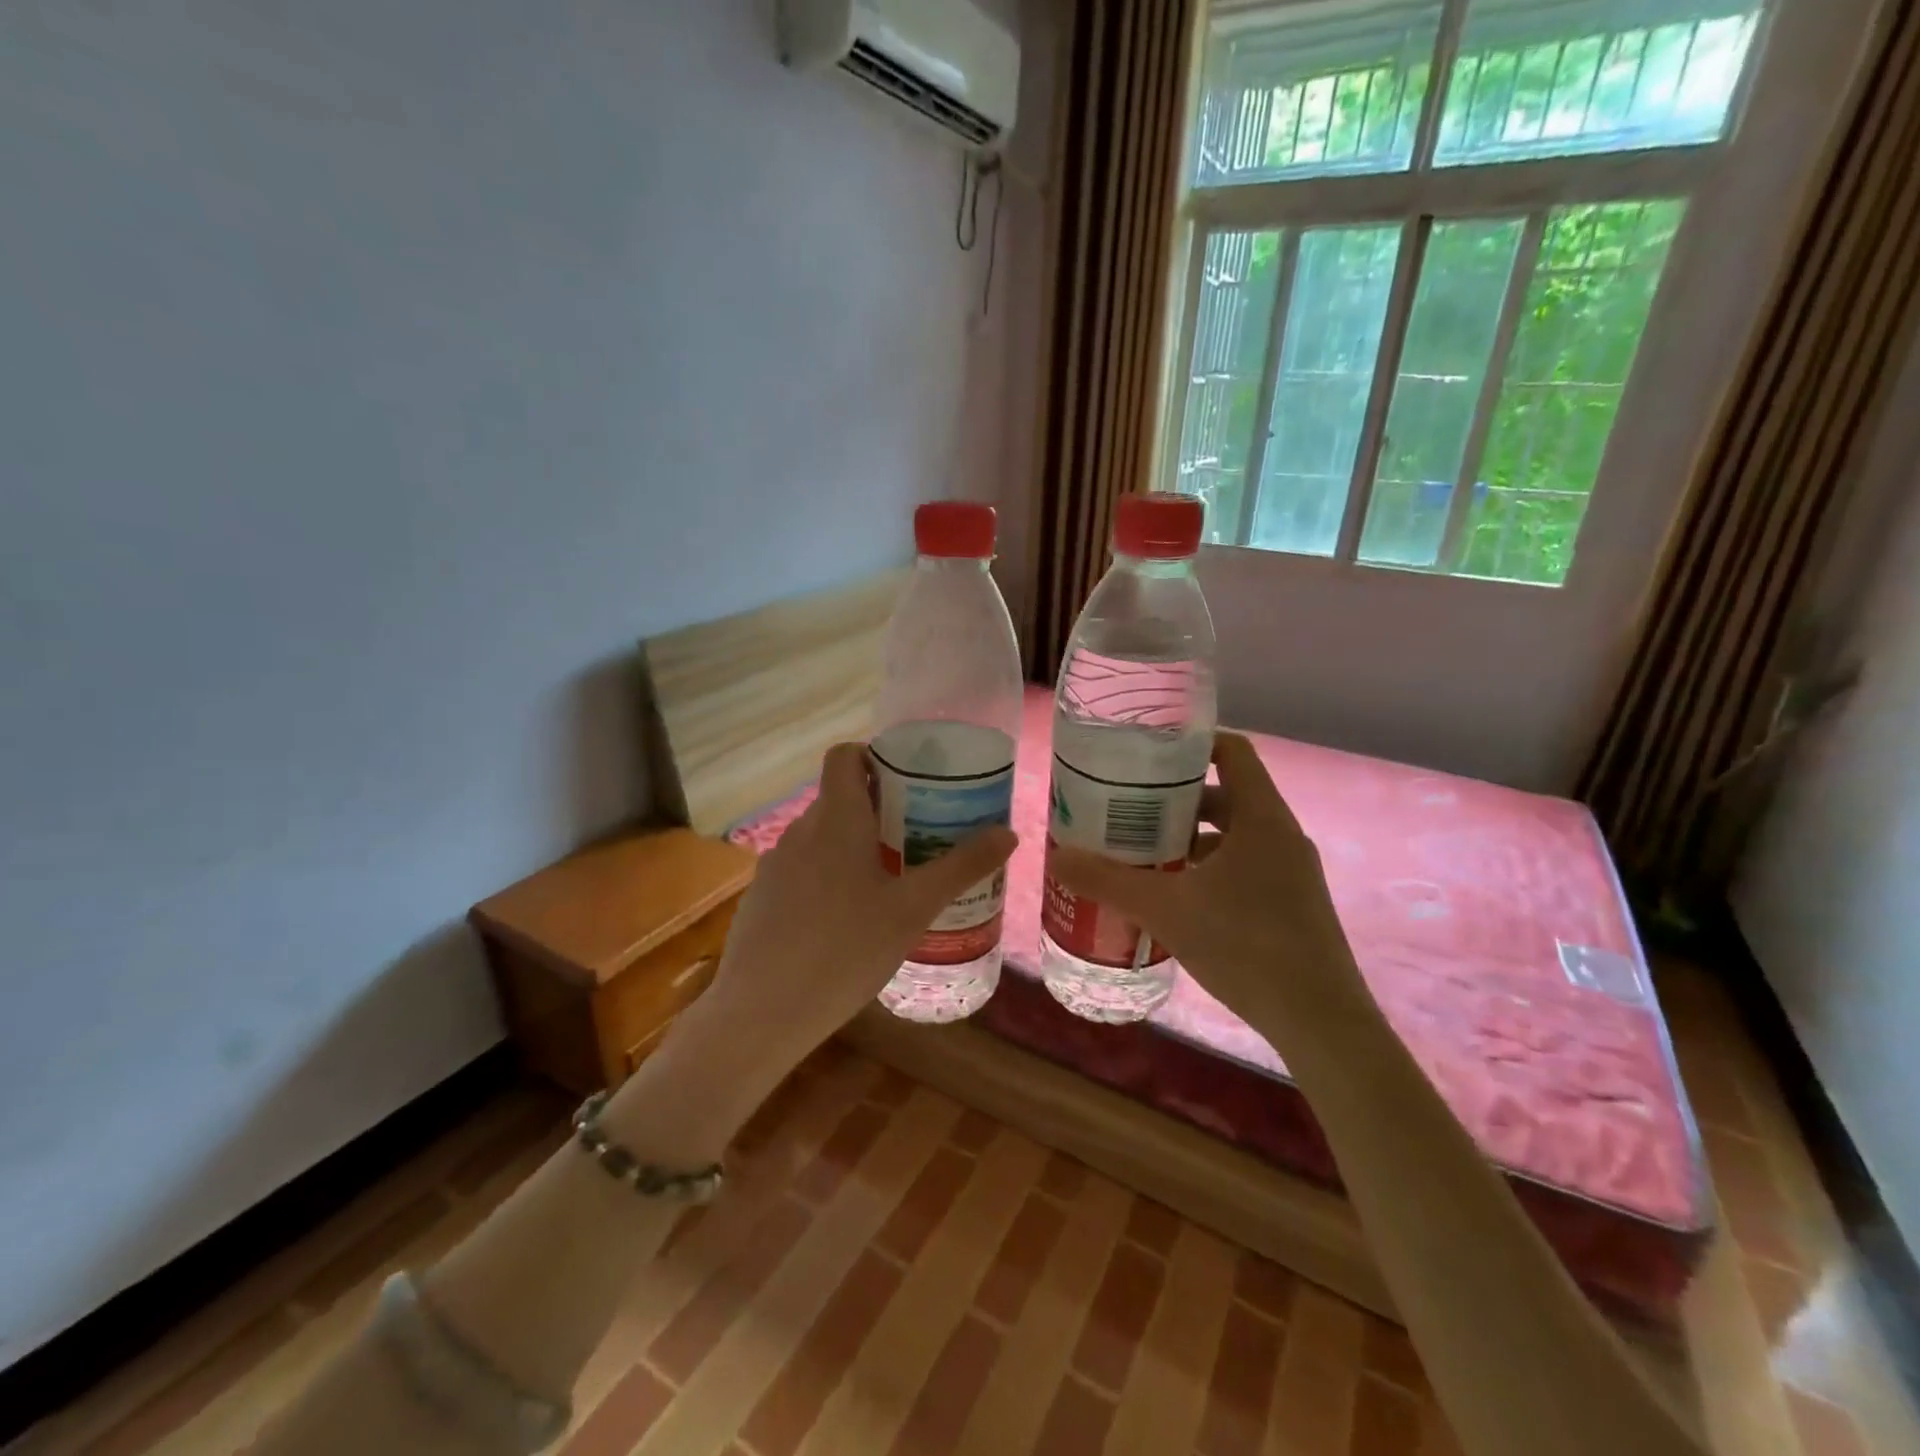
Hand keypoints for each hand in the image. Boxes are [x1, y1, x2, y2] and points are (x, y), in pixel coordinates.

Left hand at [698, 741, 1018, 1072]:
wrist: (761, 1013)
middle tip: (919, 838)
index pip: (845, 755)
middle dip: (879, 810)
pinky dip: (828, 878)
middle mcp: (800, 830)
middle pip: (839, 799)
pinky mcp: (762, 899)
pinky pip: (802, 871)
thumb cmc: (845, 949)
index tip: (910, 783)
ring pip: (822, 839)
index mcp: (836, 818)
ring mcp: (775, 866)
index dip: (875, 756)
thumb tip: (1008, 834)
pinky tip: (848, 923)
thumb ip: (961, 867)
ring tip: (891, 883)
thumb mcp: (913, 909)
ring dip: (854, 847)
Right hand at [1047, 732, 1362, 1042]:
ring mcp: (1291, 872)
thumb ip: (1108, 881)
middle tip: (1127, 809)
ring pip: (1232, 836)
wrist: (1320, 1022)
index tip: (1147, 754)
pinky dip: (1207, 870)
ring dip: (1188, 839)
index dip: (1190, 743)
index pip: (1232, 751)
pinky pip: (1243, 867)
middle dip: (1175, 800)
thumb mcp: (1165, 909)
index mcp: (1261, 817)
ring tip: (1141, 854)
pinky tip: (1174, 899)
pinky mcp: (1292, 904)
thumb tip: (1056, 857)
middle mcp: (1281, 835)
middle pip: (1225, 794)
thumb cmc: (1245, 946)